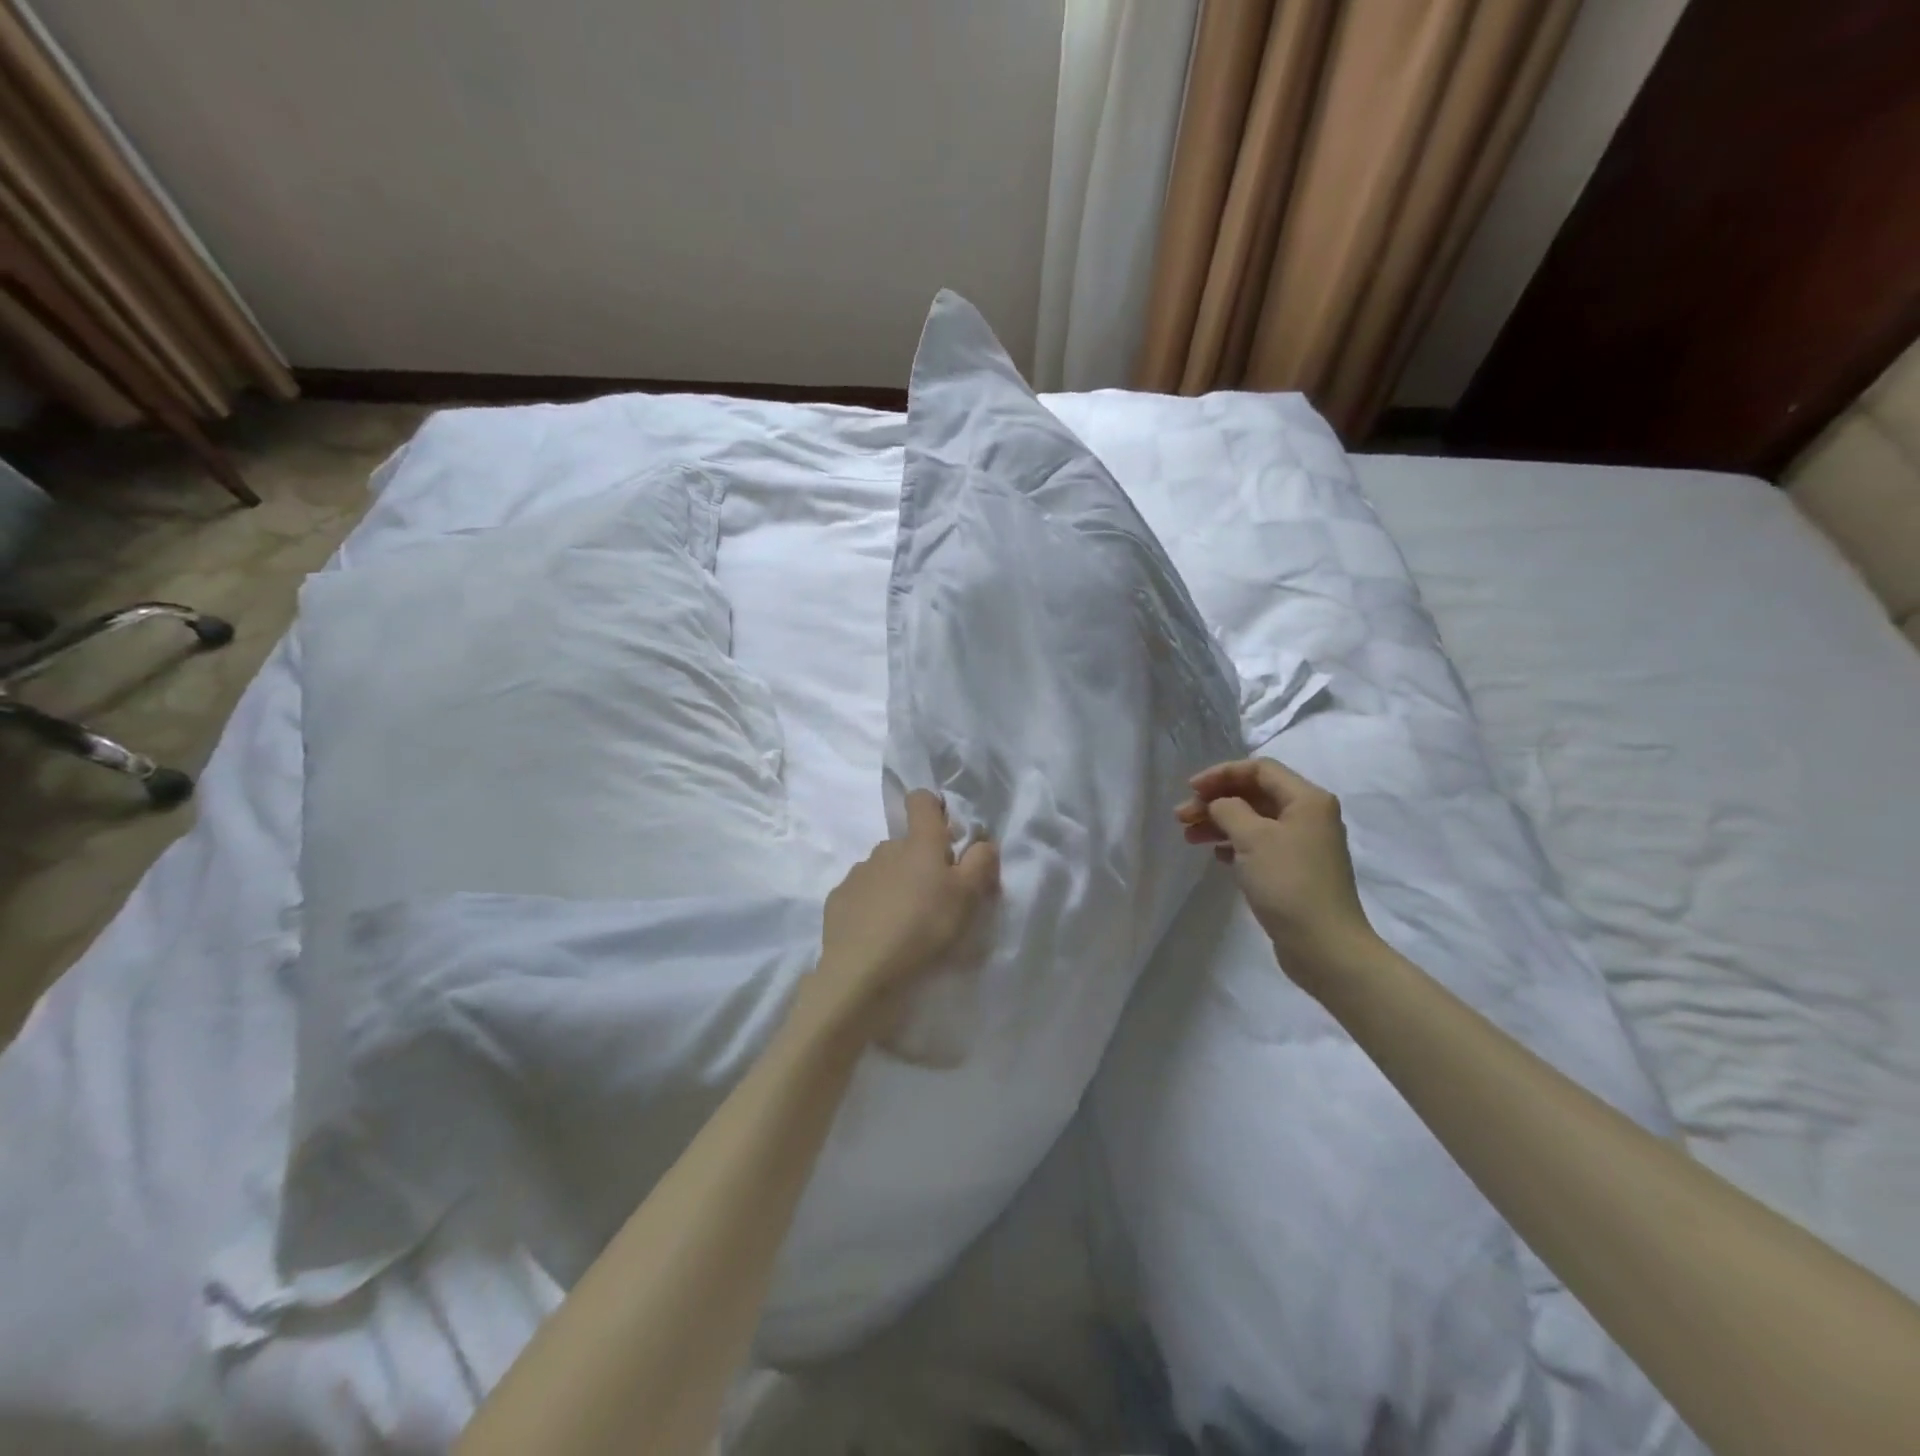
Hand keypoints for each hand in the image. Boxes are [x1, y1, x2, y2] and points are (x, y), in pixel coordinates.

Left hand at [806, 790, 998, 1040]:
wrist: (863, 972)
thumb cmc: (925, 928)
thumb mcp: (968, 898)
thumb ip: (980, 862)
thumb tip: (982, 841)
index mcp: (919, 843)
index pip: (922, 800)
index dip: (934, 808)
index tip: (946, 836)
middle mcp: (885, 848)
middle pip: (907, 843)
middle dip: (921, 862)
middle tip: (935, 898)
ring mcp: (858, 873)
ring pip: (884, 869)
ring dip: (896, 884)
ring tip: (906, 922)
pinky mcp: (838, 899)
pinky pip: (862, 894)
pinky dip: (872, 906)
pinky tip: (879, 934)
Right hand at [1176, 758, 1377, 992]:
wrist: (1324, 945)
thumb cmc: (1288, 883)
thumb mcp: (1252, 837)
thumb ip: (1229, 809)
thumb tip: (1220, 805)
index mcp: (1307, 799)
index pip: (1259, 769)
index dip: (1222, 774)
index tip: (1190, 789)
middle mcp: (1309, 816)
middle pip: (1255, 794)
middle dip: (1216, 801)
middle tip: (1181, 817)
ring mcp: (1303, 845)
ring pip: (1254, 821)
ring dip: (1220, 823)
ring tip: (1189, 837)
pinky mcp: (1295, 870)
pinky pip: (1259, 845)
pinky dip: (1235, 844)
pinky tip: (1215, 854)